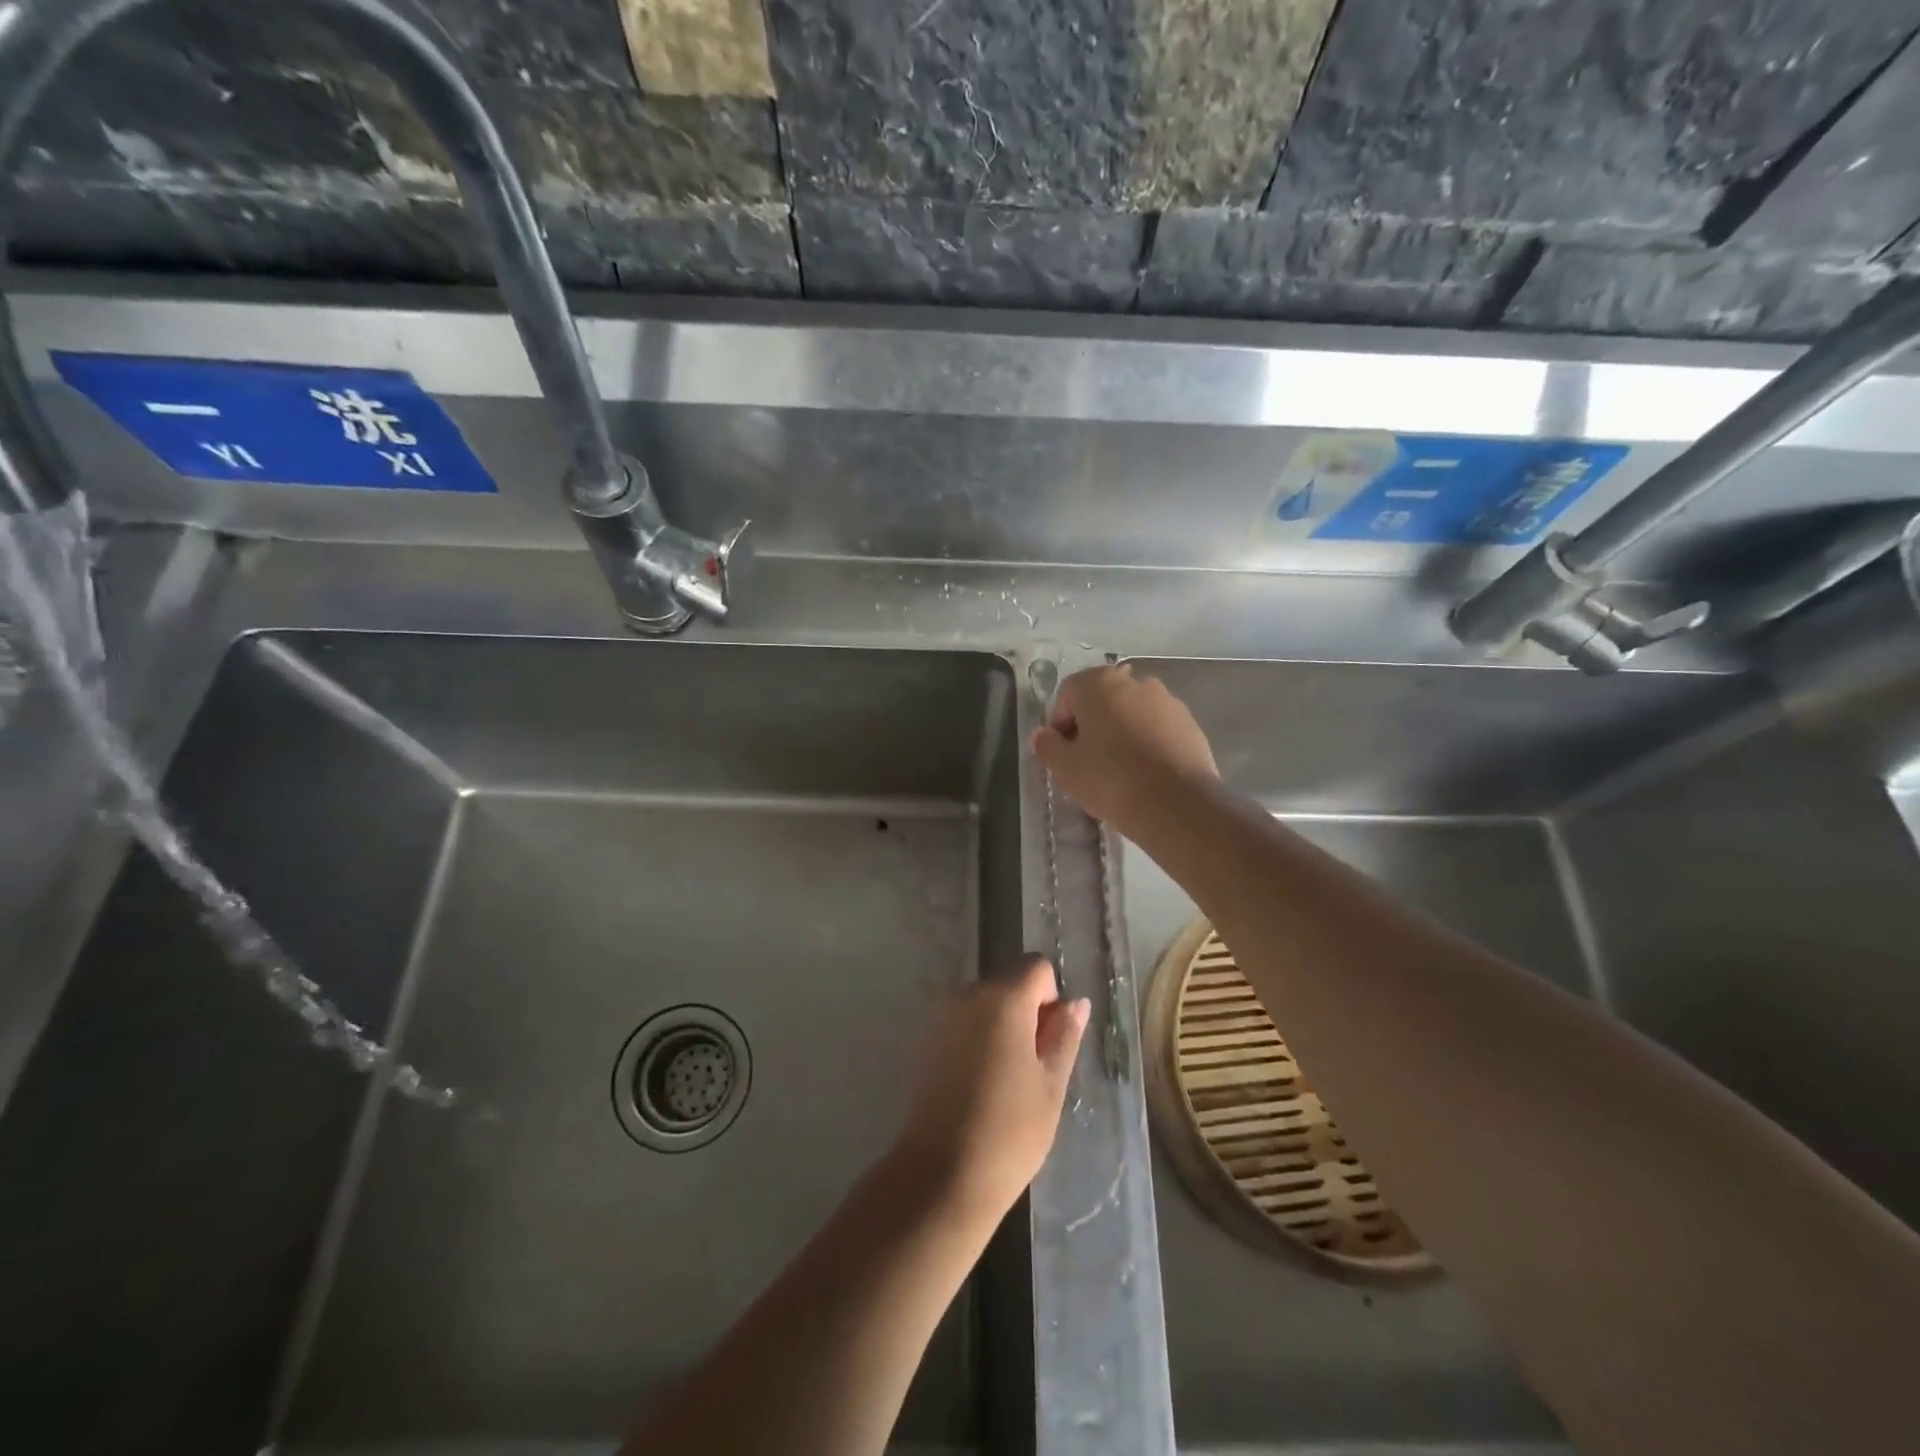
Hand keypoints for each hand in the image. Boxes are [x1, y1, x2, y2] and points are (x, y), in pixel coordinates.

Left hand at [892, 956, 1089, 1227]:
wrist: (942, 1175)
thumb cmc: (1010, 1130)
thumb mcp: (1051, 1084)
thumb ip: (1064, 1035)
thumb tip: (1076, 1002)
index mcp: (1003, 998)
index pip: (1037, 968)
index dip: (1051, 999)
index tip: (1050, 1043)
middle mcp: (968, 995)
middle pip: (1010, 982)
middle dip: (1028, 1012)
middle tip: (1034, 1068)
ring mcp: (943, 1017)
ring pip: (987, 1004)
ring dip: (1004, 1027)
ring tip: (1009, 1081)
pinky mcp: (928, 1042)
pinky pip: (965, 1024)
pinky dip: (980, 1040)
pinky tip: (982, 1086)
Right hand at [1030, 664, 1219, 834]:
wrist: (1176, 805)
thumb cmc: (1110, 779)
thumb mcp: (1065, 768)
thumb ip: (1047, 746)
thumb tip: (1042, 736)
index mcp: (1100, 683)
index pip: (1068, 692)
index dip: (1060, 722)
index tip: (1062, 752)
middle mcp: (1136, 682)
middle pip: (1103, 700)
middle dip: (1092, 726)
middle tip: (1087, 761)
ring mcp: (1168, 702)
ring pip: (1132, 714)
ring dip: (1121, 733)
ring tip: (1119, 771)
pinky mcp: (1191, 725)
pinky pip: (1158, 729)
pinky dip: (1148, 744)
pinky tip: (1146, 774)